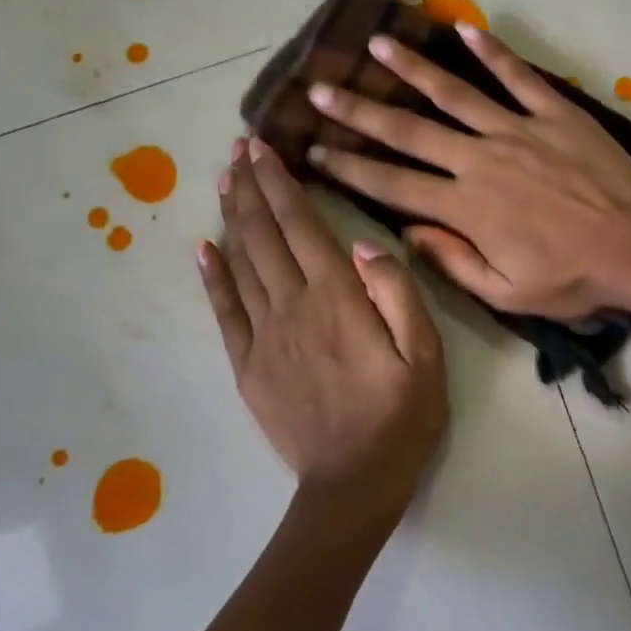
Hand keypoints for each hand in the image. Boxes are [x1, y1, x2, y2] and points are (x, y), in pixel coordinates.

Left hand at [198, 138, 447, 520]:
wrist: (353, 482)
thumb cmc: (401, 415)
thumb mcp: (425, 353)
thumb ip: (397, 293)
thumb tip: (363, 245)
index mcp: (338, 298)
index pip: (302, 226)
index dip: (280, 184)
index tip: (261, 148)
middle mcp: (293, 306)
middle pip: (264, 236)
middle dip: (251, 188)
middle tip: (238, 151)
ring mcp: (264, 336)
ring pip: (240, 264)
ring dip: (232, 219)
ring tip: (225, 183)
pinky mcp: (248, 365)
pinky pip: (224, 311)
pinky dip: (212, 275)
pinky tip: (204, 248)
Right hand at [302, 26, 630, 319]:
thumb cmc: (572, 276)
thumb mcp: (505, 292)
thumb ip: (452, 261)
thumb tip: (407, 232)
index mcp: (465, 207)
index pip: (391, 184)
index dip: (347, 167)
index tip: (312, 149)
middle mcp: (479, 160)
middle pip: (408, 131)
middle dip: (359, 110)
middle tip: (320, 88)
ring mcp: (517, 130)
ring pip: (453, 93)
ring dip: (411, 69)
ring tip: (376, 45)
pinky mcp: (554, 113)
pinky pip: (517, 76)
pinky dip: (491, 52)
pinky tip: (463, 30)